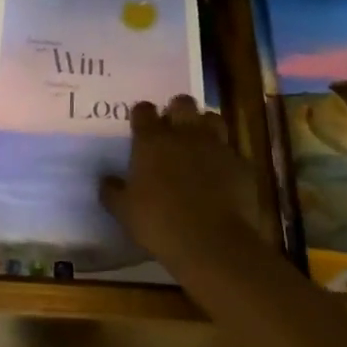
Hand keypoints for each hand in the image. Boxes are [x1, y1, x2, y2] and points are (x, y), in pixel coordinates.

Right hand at [99, 95, 263, 269]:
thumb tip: (105, 180)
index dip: (142, 115)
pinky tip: (222, 174)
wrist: (212, 243)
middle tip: (172, 129)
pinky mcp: (241, 163)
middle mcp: (185, 134)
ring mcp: (216, 146)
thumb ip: (112, 191)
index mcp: (152, 140)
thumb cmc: (159, 223)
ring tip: (200, 143)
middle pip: (182, 103)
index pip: (143, 110)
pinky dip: (225, 158)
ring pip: (212, 118)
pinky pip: (232, 151)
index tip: (140, 125)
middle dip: (177, 110)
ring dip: (205, 126)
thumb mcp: (124, 212)